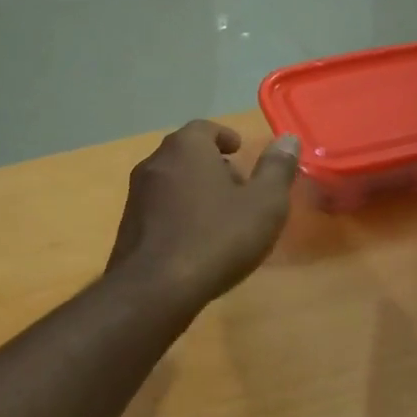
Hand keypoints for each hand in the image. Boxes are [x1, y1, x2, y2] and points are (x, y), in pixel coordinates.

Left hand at [106, 121, 301, 307]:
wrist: (155, 288)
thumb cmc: (217, 237)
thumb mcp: (264, 204)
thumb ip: (277, 169)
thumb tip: (288, 139)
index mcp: (186, 148)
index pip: (205, 128)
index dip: (224, 137)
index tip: (239, 151)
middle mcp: (155, 162)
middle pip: (186, 153)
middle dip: (212, 164)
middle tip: (237, 185)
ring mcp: (137, 195)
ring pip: (172, 181)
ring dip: (195, 189)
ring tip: (220, 215)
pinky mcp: (128, 226)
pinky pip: (159, 208)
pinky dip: (179, 213)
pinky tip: (196, 240)